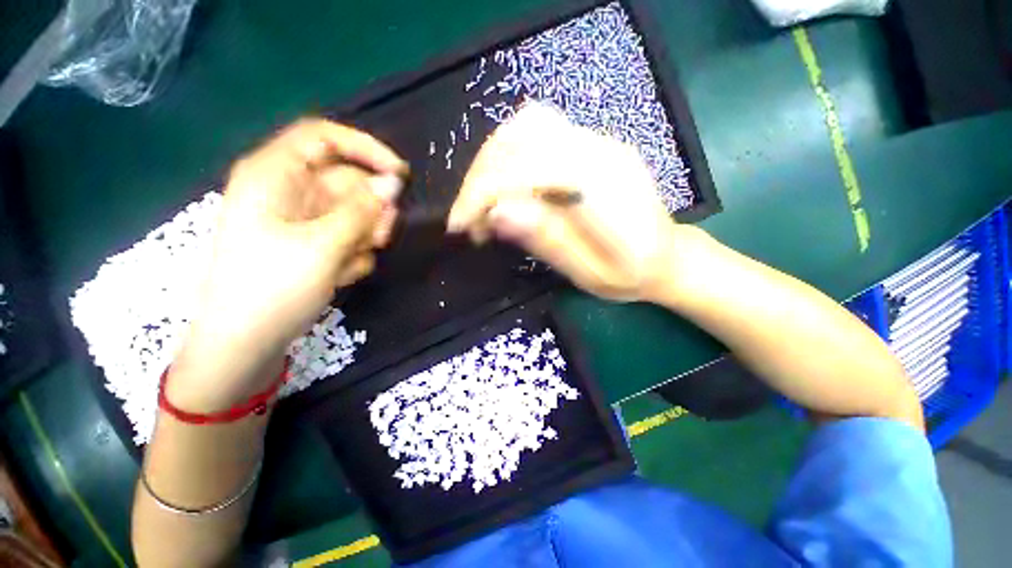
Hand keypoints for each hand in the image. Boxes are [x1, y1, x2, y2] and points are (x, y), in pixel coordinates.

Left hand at [172, 119, 406, 405]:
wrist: (246, 343)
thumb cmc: (272, 289)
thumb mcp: (323, 246)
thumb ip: (362, 210)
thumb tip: (393, 183)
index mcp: (273, 175)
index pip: (324, 137)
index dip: (365, 148)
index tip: (401, 174)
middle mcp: (287, 191)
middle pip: (345, 180)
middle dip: (371, 207)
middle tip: (383, 235)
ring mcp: (300, 219)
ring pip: (351, 211)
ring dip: (366, 233)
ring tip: (358, 259)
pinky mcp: (310, 242)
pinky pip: (346, 234)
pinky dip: (354, 251)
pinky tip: (343, 273)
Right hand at [448, 103, 678, 301]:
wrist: (666, 257)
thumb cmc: (630, 274)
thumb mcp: (589, 273)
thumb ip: (547, 240)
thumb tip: (497, 212)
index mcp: (602, 183)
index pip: (524, 169)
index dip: (482, 194)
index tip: (460, 227)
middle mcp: (599, 148)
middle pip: (519, 139)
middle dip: (479, 179)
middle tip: (467, 219)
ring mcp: (596, 140)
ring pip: (524, 126)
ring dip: (491, 162)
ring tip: (481, 202)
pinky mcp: (590, 144)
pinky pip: (538, 129)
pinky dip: (509, 152)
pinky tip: (505, 182)